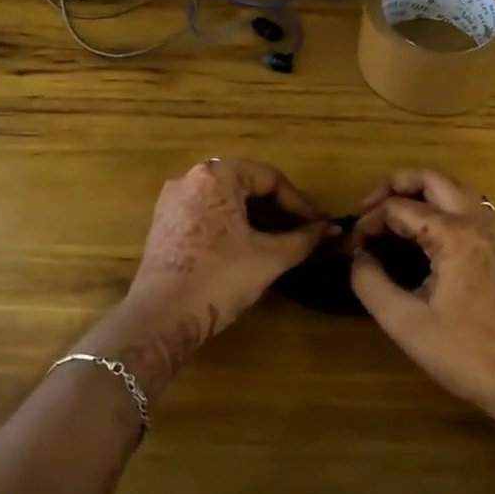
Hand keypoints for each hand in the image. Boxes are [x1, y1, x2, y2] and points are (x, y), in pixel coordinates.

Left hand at [83, 158, 328, 397]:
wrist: (162, 317)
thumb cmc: (220, 278)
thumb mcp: (270, 257)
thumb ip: (303, 239)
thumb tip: (332, 230)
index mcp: (216, 176)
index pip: (269, 177)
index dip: (299, 202)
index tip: (318, 226)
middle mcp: (190, 179)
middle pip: (246, 185)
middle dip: (277, 209)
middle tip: (301, 233)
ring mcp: (173, 202)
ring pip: (226, 200)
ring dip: (256, 218)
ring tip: (279, 243)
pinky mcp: (164, 225)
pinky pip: (207, 214)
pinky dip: (231, 225)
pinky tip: (247, 249)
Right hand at [351, 169, 494, 428]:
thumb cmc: (462, 352)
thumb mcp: (404, 322)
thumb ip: (370, 282)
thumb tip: (357, 256)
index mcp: (455, 235)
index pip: (400, 208)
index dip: (371, 220)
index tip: (355, 243)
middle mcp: (479, 221)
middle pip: (433, 178)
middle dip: (396, 184)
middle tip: (370, 207)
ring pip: (455, 189)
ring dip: (421, 193)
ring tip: (393, 215)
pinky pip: (470, 207)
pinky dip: (442, 206)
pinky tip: (425, 233)